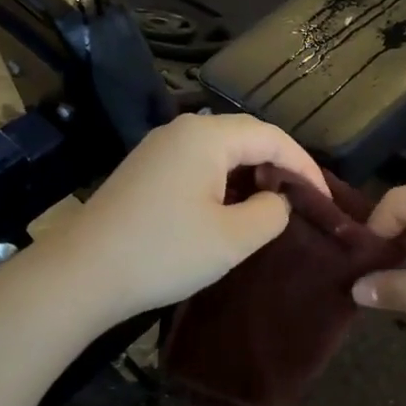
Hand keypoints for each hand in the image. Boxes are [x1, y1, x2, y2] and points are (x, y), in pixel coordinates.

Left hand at [57, 114, 327, 319]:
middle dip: (280, 164)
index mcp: (207, 136)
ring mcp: (159, 148)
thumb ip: (271, 212)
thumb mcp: (233, 238)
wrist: (80, 275)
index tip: (325, 200)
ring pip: (222, 149)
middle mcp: (183, 130)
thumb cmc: (163, 253)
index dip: (305, 166)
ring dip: (252, 172)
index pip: (272, 137)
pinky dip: (225, 179)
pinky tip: (232, 208)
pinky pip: (199, 163)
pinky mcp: (145, 169)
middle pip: (247, 136)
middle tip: (304, 199)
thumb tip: (276, 199)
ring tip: (274, 204)